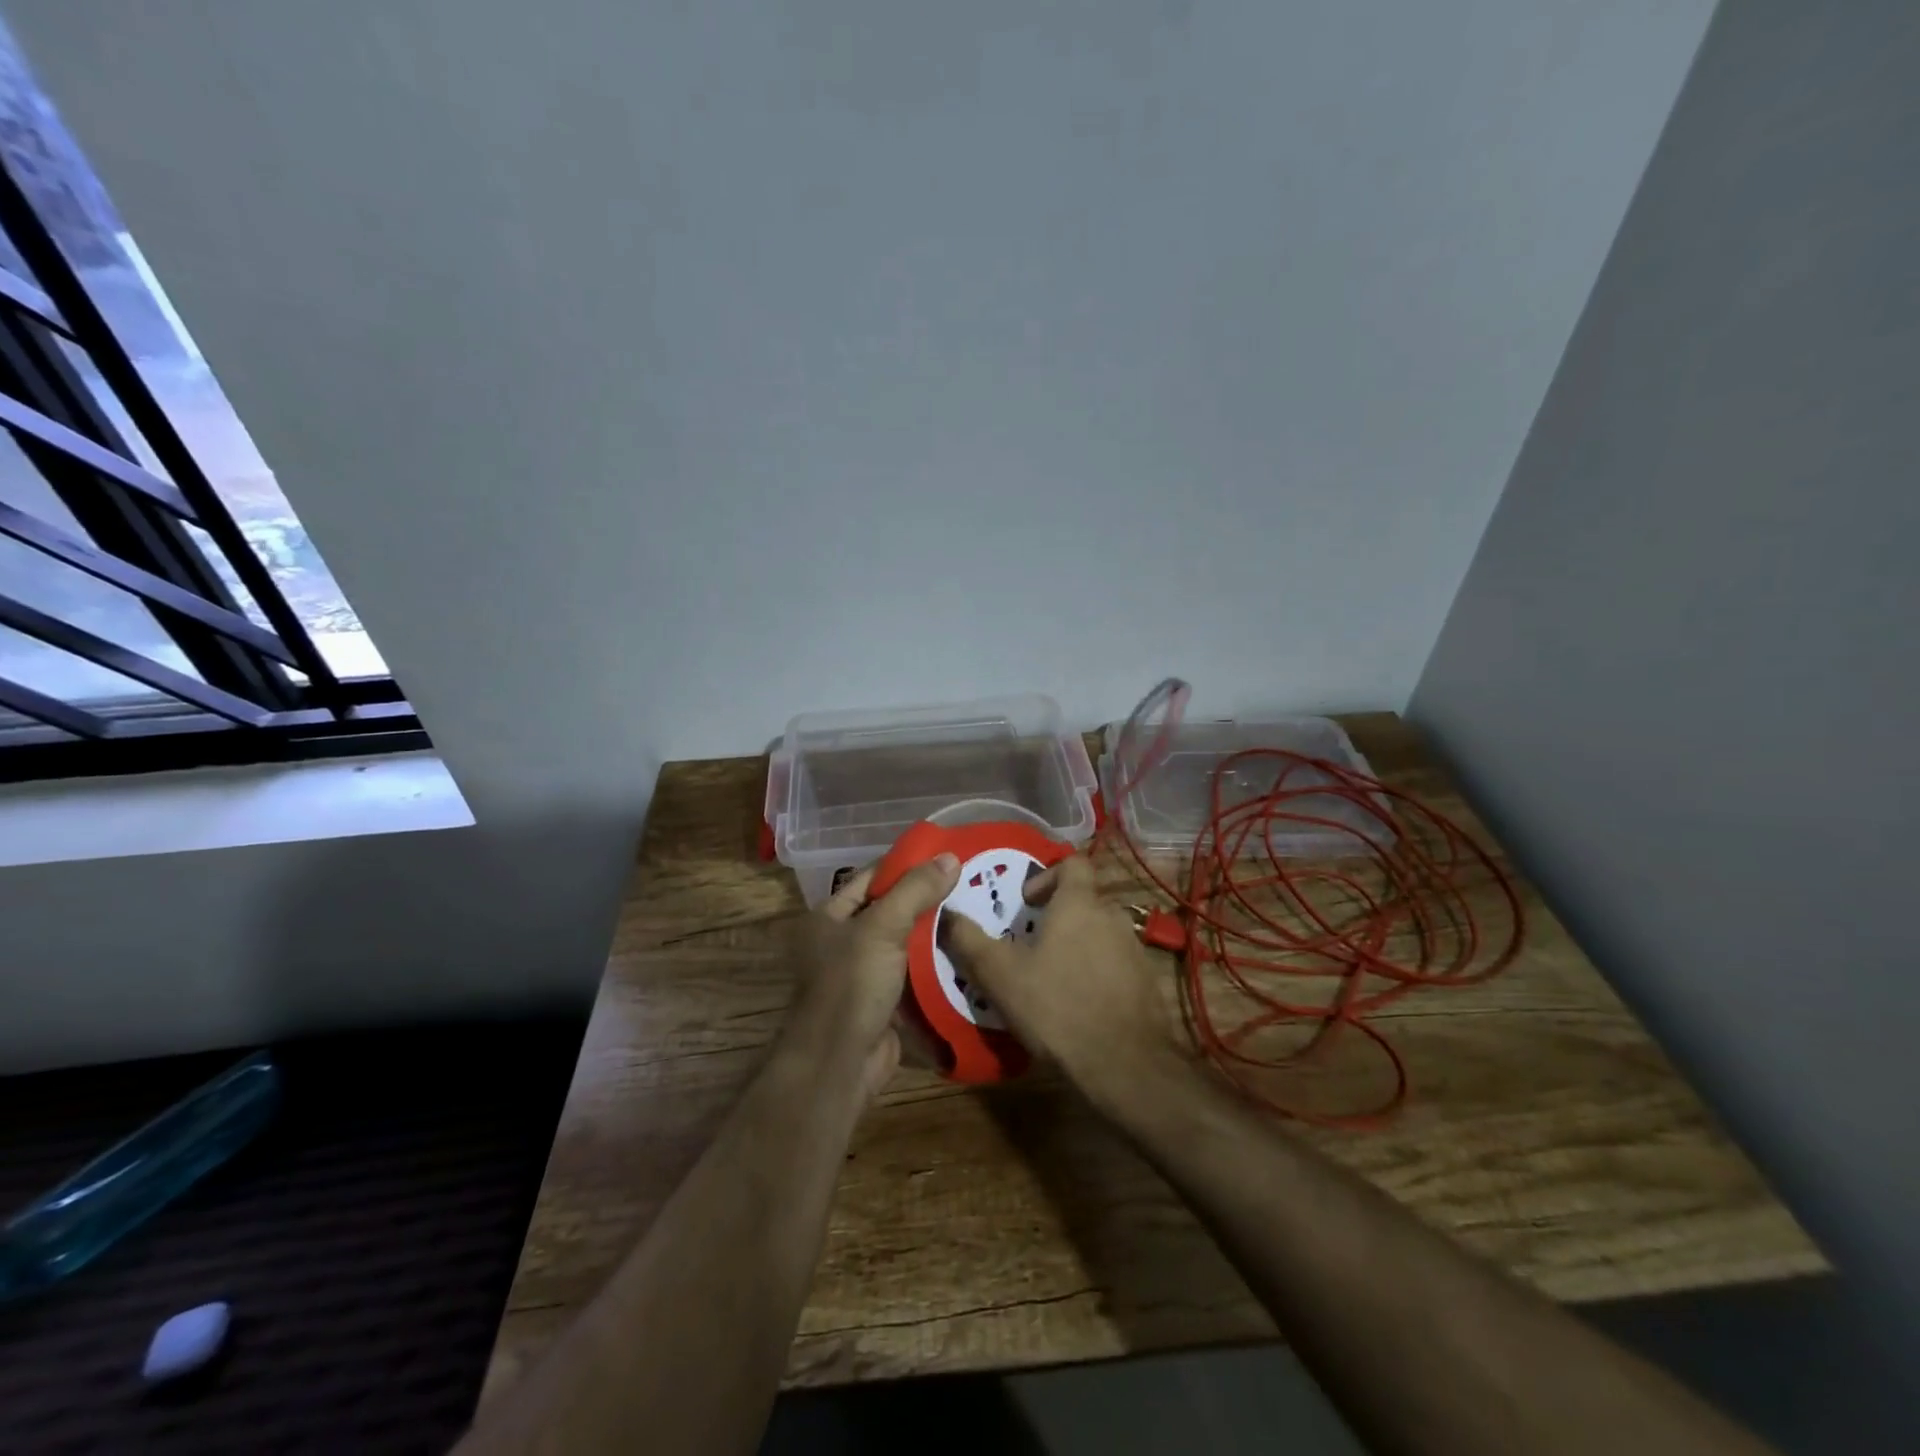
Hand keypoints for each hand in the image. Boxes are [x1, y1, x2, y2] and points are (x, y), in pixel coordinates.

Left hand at [784, 852, 960, 1096]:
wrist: (839, 1064)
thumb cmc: (851, 985)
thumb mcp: (882, 927)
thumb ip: (916, 889)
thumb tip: (951, 856)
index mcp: (830, 916)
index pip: (873, 878)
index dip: (908, 865)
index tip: (948, 854)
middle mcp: (844, 941)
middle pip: (893, 909)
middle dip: (929, 899)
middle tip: (974, 882)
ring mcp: (866, 973)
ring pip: (907, 943)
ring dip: (937, 932)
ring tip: (981, 910)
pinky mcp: (886, 1001)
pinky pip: (916, 974)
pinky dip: (938, 965)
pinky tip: (970, 950)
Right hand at [941, 855, 1185, 1104]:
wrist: (1124, 1064)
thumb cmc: (1056, 1006)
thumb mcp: (999, 974)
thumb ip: (969, 939)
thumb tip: (947, 913)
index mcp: (1079, 903)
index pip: (1073, 863)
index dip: (1048, 875)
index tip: (1026, 903)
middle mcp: (1112, 916)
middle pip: (1084, 900)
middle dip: (1057, 916)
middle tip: (1030, 945)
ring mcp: (1134, 948)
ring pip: (1100, 932)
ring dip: (1078, 944)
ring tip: (1052, 977)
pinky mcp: (1146, 980)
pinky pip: (1116, 962)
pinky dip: (1097, 971)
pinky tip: (1079, 1003)